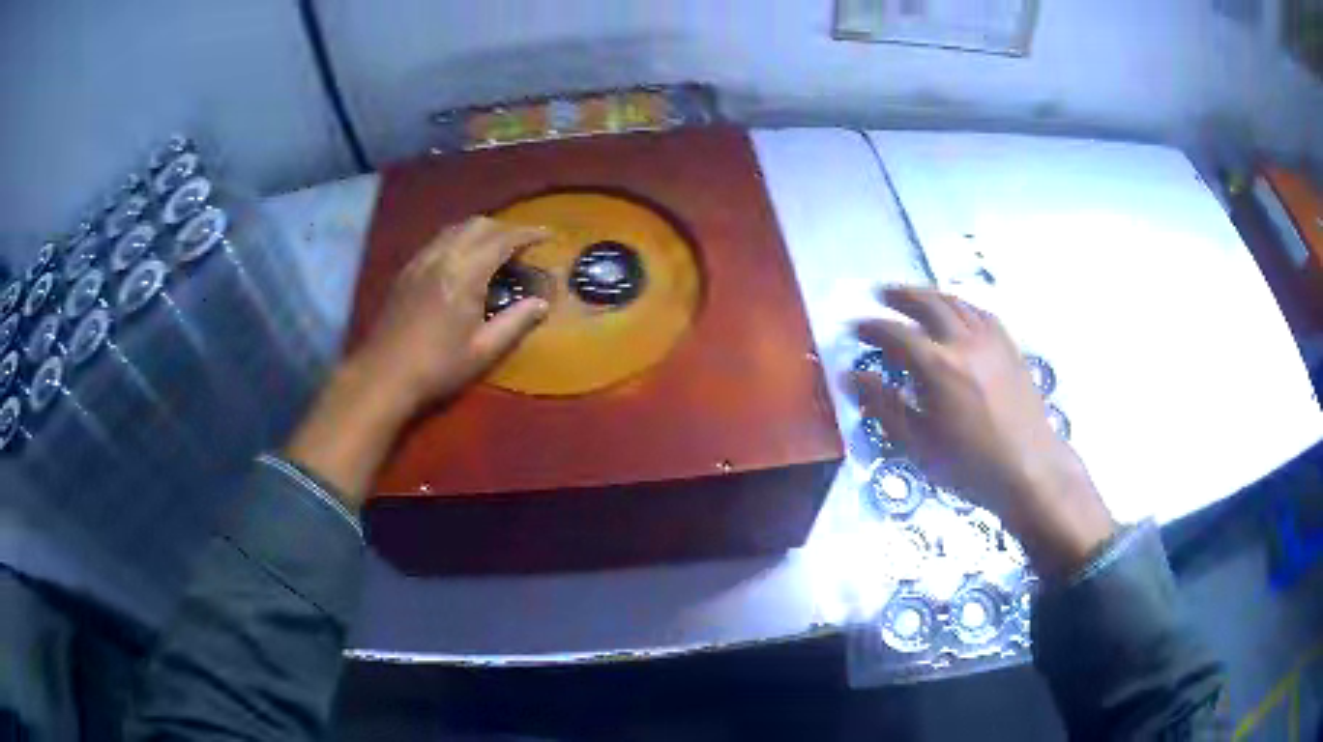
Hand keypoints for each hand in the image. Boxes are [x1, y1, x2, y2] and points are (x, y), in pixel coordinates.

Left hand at [350, 217, 549, 414]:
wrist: (384, 375)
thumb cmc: (437, 367)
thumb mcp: (483, 351)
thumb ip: (516, 323)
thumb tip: (542, 304)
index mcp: (465, 274)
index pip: (503, 240)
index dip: (528, 234)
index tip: (548, 236)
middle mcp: (442, 257)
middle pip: (478, 225)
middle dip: (505, 229)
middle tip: (522, 246)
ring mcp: (420, 261)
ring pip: (455, 229)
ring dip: (480, 231)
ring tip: (494, 249)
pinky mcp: (406, 271)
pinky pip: (437, 241)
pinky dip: (458, 240)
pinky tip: (461, 260)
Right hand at [851, 286, 1114, 577]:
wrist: (1028, 469)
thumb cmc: (970, 465)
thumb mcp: (918, 445)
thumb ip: (884, 406)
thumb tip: (853, 377)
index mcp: (938, 367)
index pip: (895, 334)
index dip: (872, 328)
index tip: (855, 327)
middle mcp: (964, 342)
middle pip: (928, 304)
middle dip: (901, 295)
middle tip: (881, 294)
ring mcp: (991, 340)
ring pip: (956, 303)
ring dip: (930, 295)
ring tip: (914, 296)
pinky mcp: (1009, 346)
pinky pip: (981, 313)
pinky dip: (961, 306)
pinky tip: (956, 313)